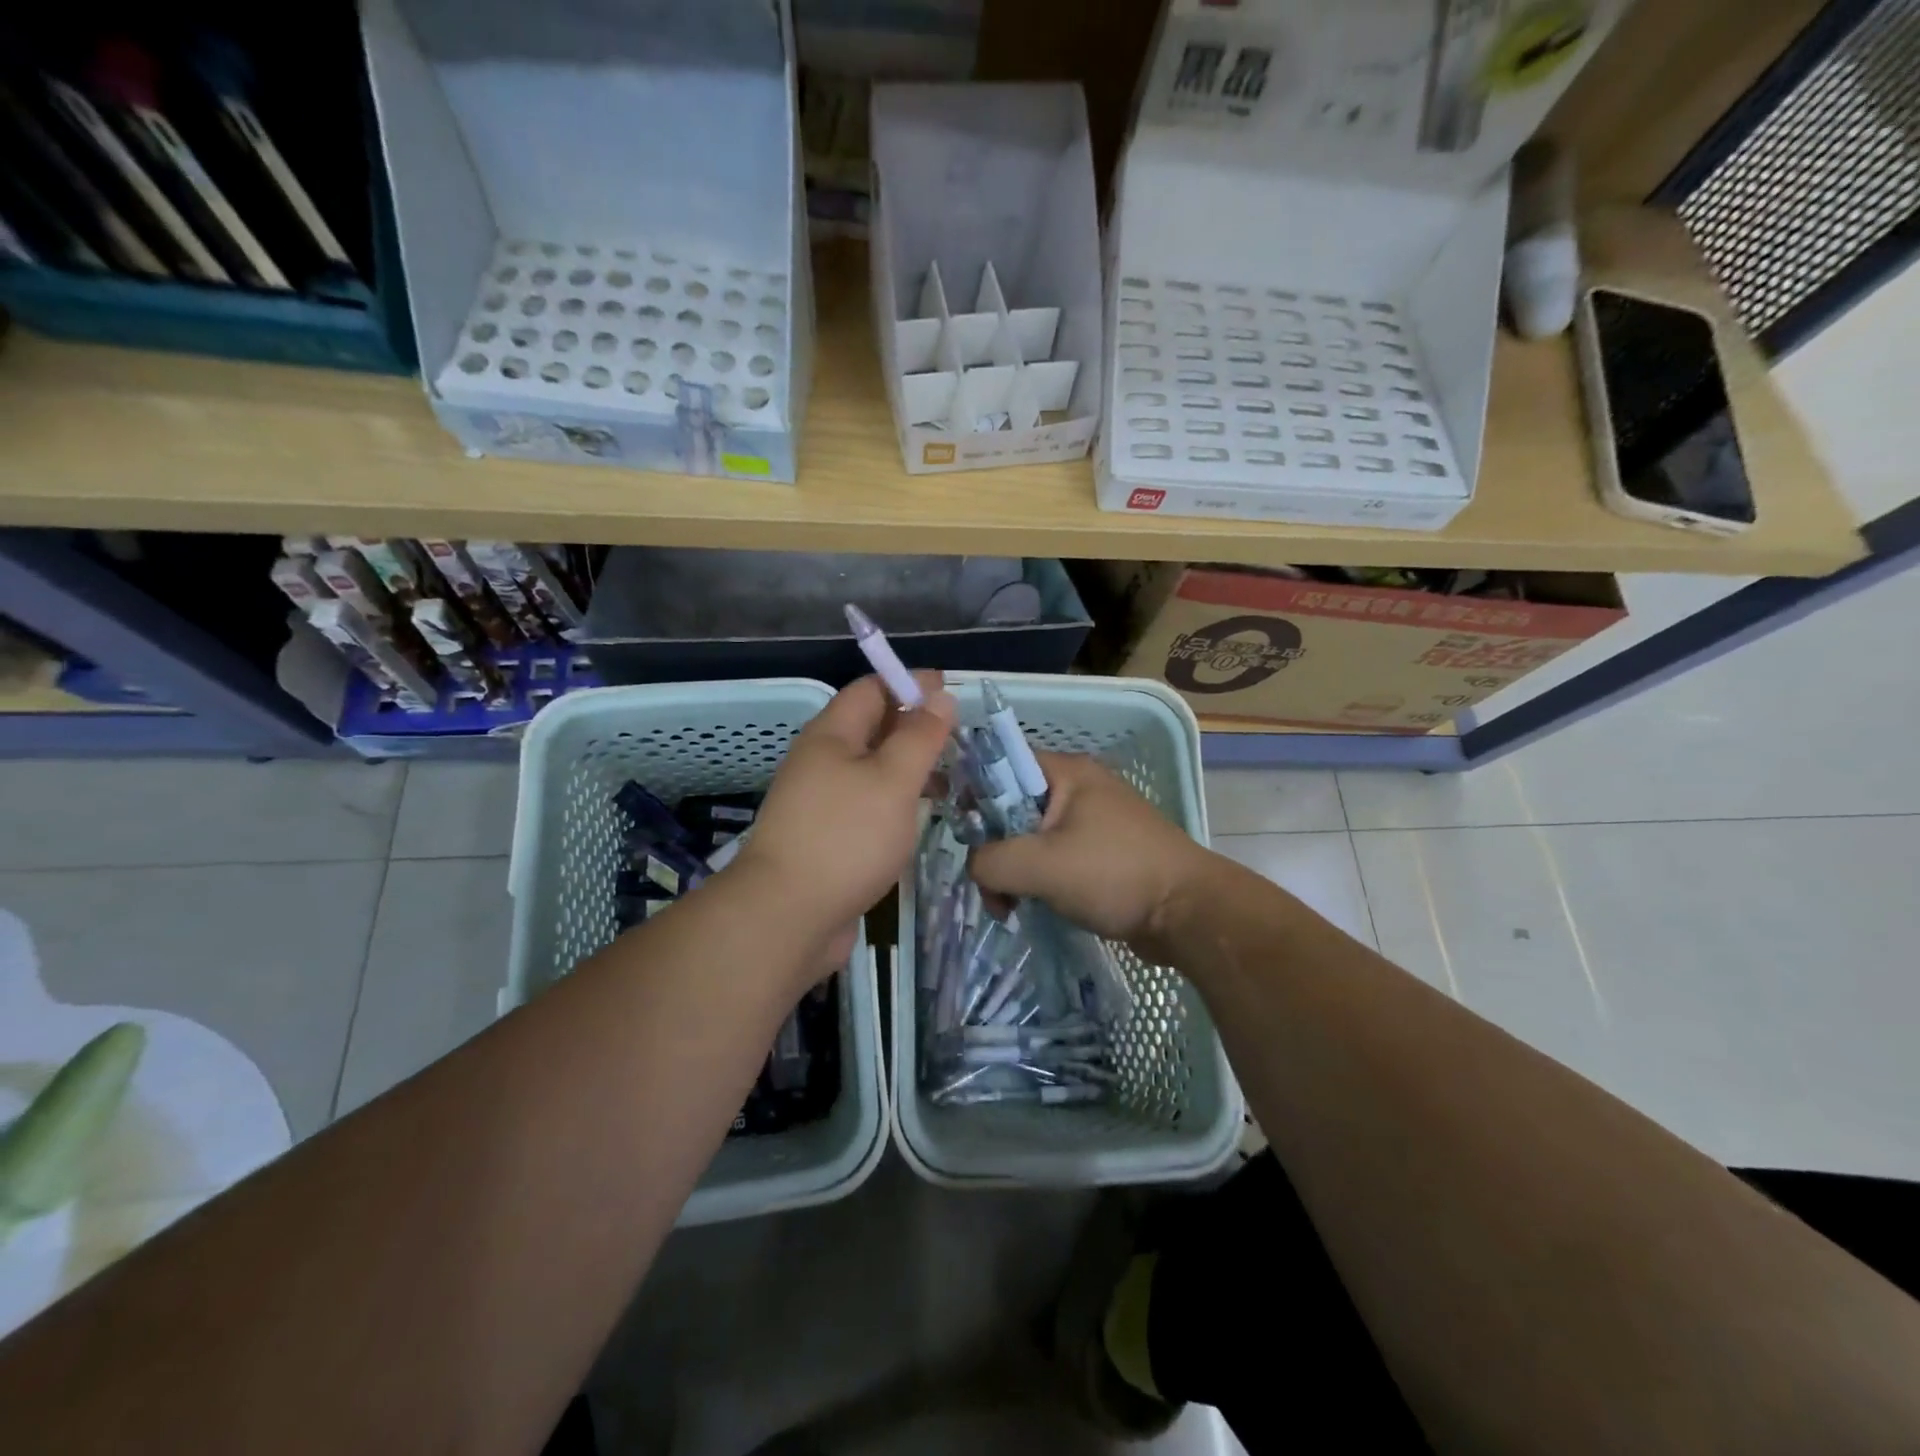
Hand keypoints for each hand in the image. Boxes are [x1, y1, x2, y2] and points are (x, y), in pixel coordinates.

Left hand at [727, 672, 955, 974]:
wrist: (787, 917)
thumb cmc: (845, 838)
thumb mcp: (892, 780)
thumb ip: (919, 737)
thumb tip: (940, 696)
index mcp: (831, 736)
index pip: (871, 689)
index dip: (910, 683)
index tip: (952, 693)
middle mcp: (822, 762)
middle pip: (871, 729)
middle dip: (914, 727)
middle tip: (960, 738)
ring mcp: (821, 802)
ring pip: (871, 770)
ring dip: (908, 768)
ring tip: (952, 779)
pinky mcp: (827, 838)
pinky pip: (867, 805)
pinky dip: (896, 802)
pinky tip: (921, 818)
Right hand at [967, 752, 1210, 950]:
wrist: (1189, 913)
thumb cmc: (1114, 875)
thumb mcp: (1040, 865)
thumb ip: (990, 861)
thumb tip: (975, 866)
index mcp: (1066, 772)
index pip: (1002, 765)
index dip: (972, 793)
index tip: (957, 831)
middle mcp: (1078, 788)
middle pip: (1012, 807)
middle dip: (993, 847)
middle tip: (989, 886)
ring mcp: (1091, 821)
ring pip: (1030, 837)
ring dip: (1013, 870)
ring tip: (1008, 908)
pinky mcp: (1100, 852)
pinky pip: (1052, 857)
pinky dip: (1036, 880)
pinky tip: (1029, 908)